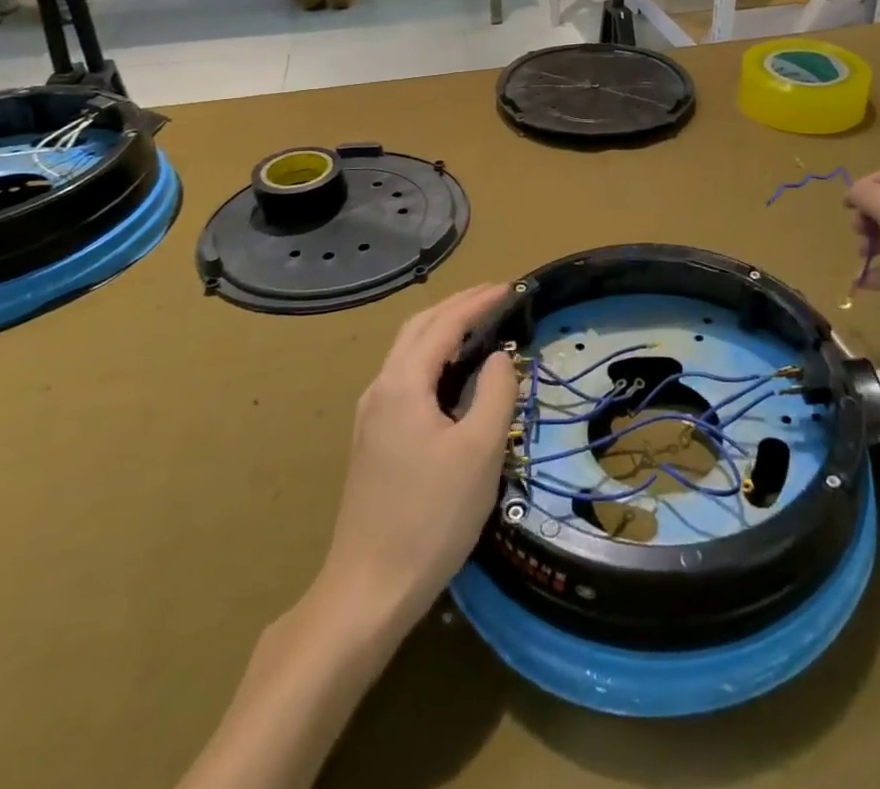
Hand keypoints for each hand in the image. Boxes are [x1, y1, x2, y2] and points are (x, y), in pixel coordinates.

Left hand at [314, 283, 518, 634]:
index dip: (478, 301)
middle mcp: (380, 389)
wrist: (368, 590)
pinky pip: (405, 377)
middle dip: (457, 306)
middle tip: (496, 298)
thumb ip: (496, 393)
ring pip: (408, 352)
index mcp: (403, 384)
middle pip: (418, 328)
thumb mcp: (479, 451)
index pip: (444, 324)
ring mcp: (371, 415)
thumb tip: (500, 357)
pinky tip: (453, 376)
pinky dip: (433, 357)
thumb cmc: (431, 517)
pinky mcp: (373, 439)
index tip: (511, 288)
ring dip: (443, 329)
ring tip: (480, 326)